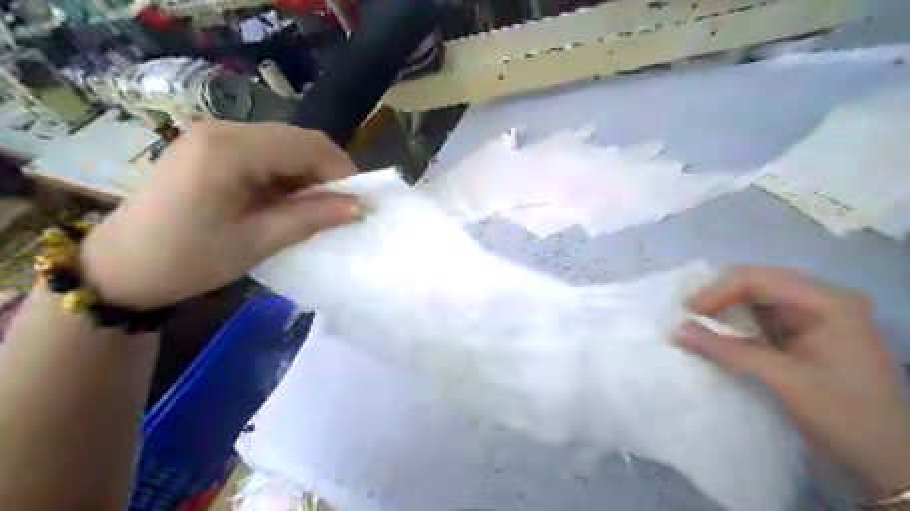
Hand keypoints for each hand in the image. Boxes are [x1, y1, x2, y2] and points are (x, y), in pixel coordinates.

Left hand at [78, 123, 362, 307]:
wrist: (122, 269)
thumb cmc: (189, 259)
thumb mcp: (258, 241)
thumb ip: (312, 217)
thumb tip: (360, 207)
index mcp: (231, 149)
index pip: (308, 145)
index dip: (343, 171)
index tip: (359, 204)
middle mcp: (224, 130)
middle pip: (298, 141)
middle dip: (328, 174)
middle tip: (341, 209)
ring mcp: (215, 136)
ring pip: (286, 147)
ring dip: (309, 176)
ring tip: (316, 210)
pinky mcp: (212, 149)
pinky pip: (267, 155)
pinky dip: (288, 177)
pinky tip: (288, 202)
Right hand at [674, 267, 908, 498]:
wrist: (887, 460)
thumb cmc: (844, 416)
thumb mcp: (783, 381)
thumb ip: (727, 351)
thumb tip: (675, 330)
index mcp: (829, 303)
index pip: (759, 280)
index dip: (718, 291)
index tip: (687, 312)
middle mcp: (822, 300)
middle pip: (757, 282)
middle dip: (719, 296)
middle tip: (686, 313)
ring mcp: (815, 316)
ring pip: (756, 298)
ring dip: (724, 308)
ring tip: (694, 319)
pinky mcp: (805, 334)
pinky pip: (761, 317)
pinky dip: (735, 323)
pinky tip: (716, 331)